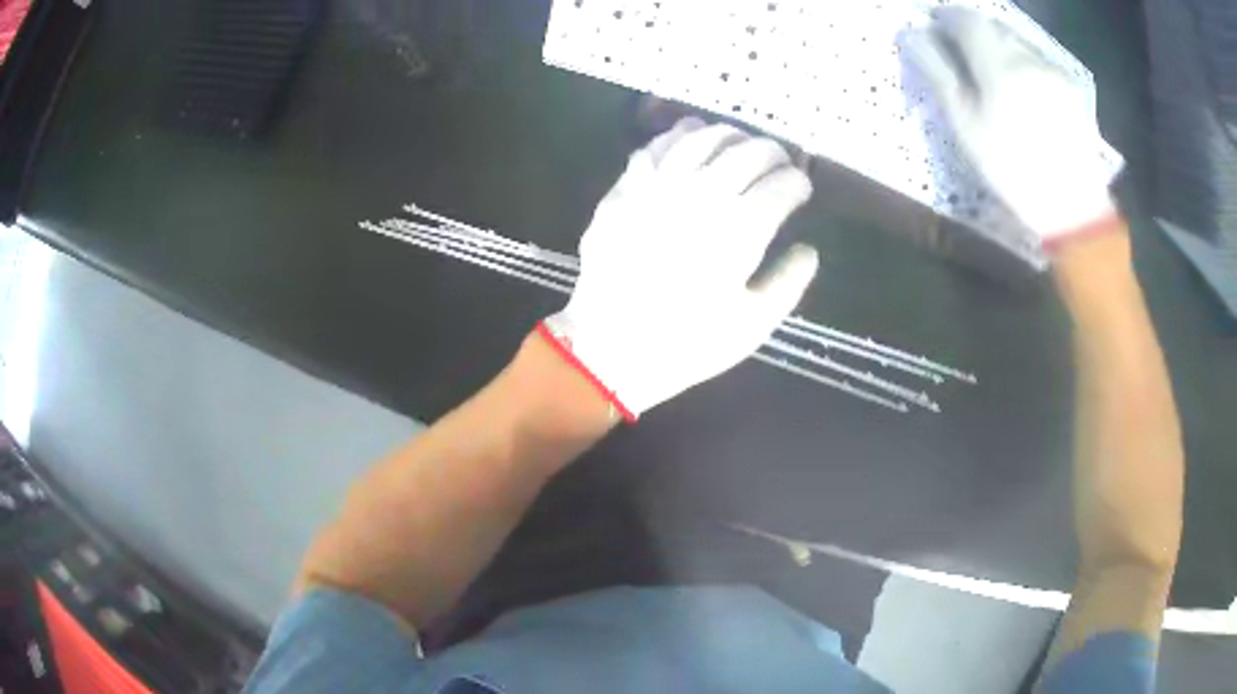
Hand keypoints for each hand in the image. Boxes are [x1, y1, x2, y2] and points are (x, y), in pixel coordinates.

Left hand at [540, 118, 818, 419]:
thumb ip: (789, 282)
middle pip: (748, 152)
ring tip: (741, 142)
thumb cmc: (687, 342)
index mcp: (742, 228)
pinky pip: (656, 147)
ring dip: (730, 135)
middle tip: (779, 162)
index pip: (782, 185)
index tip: (801, 188)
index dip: (798, 183)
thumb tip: (809, 249)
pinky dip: (679, 136)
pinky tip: (690, 137)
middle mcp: (704, 194)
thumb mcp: (753, 325)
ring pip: (703, 138)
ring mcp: (660, 185)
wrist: (611, 347)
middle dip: (772, 152)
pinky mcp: (627, 188)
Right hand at [905, 7, 1119, 247]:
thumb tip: (912, 34)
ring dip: (1000, 49)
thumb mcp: (966, 125)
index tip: (934, 28)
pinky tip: (1026, 95)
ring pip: (1017, 42)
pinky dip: (1024, 65)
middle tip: (963, 56)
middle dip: (973, 33)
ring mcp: (1053, 69)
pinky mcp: (1071, 86)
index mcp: (998, 64)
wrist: (1074, 209)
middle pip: (992, 26)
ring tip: (997, 80)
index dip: (945, 17)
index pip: (964, 18)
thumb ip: (938, 72)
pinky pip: (1038, 60)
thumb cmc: (1013, 170)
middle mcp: (1027, 56)